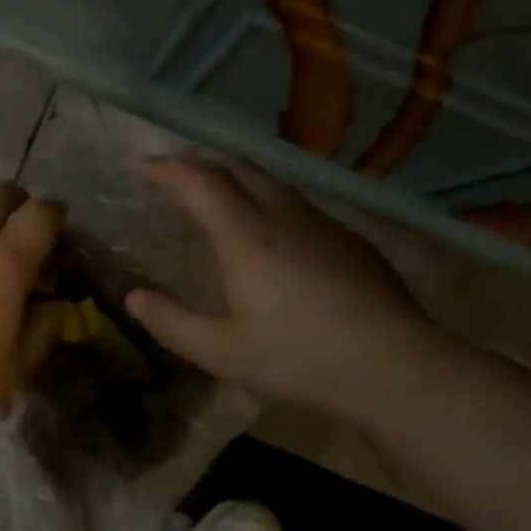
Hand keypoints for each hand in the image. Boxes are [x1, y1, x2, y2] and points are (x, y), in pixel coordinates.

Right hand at [125, 156, 449, 421]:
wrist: (397, 368)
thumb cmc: (301, 360)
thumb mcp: (222, 353)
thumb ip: (171, 323)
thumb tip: (134, 298)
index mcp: (245, 237)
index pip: (199, 180)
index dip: (166, 167)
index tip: (142, 166)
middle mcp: (283, 216)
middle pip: (237, 167)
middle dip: (200, 162)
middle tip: (175, 173)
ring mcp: (322, 224)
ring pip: (272, 181)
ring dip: (237, 177)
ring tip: (218, 194)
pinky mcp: (349, 239)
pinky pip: (298, 203)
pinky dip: (268, 199)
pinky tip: (272, 231)